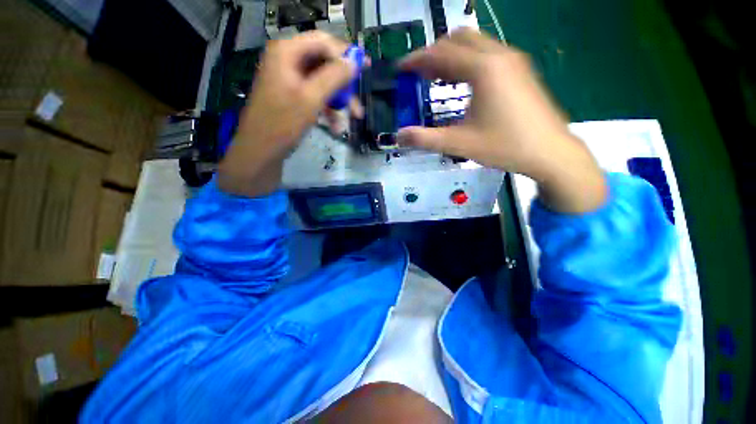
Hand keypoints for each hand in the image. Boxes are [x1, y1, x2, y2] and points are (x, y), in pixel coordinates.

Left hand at [219, 31, 357, 196]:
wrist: (262, 150)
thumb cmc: (283, 122)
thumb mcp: (311, 98)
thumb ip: (334, 77)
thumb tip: (354, 62)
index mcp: (287, 52)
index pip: (323, 42)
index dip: (345, 53)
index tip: (365, 67)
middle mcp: (289, 61)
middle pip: (325, 64)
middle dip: (344, 86)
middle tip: (358, 100)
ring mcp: (291, 80)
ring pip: (323, 84)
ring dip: (338, 102)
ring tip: (351, 119)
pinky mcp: (294, 96)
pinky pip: (316, 97)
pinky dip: (328, 110)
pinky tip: (336, 127)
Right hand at [397, 28, 605, 212]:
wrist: (550, 152)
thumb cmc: (504, 146)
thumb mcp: (459, 144)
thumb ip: (425, 139)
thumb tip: (399, 137)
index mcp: (483, 69)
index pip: (441, 53)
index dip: (417, 59)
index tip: (401, 68)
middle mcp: (499, 55)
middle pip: (458, 40)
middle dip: (434, 53)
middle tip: (419, 74)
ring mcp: (513, 60)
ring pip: (475, 44)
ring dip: (451, 56)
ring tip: (436, 78)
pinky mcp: (520, 70)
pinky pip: (487, 54)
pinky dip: (468, 61)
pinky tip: (462, 83)